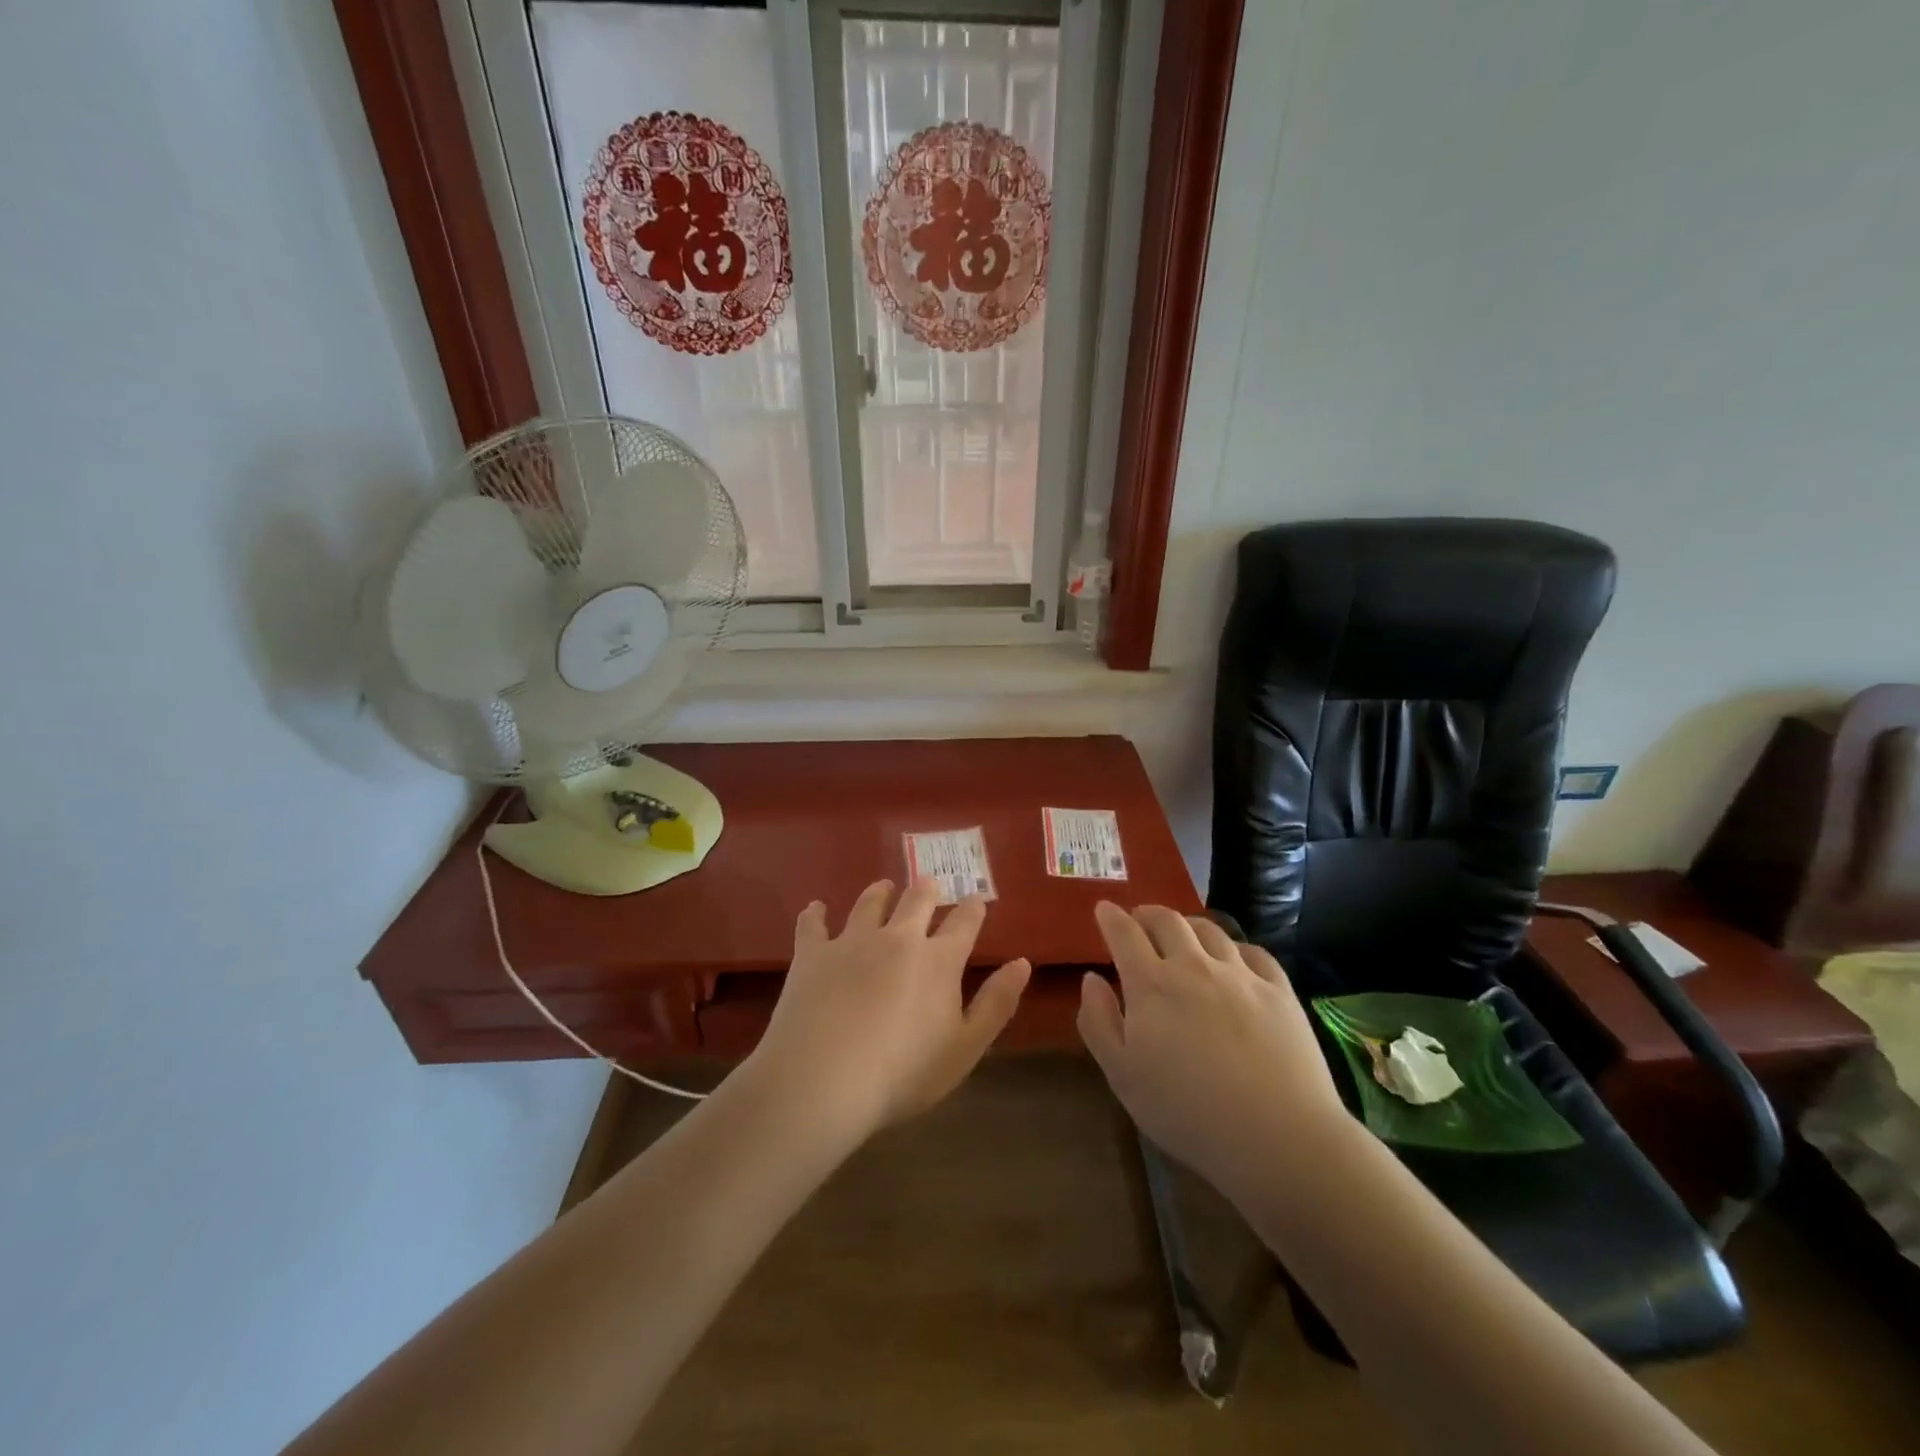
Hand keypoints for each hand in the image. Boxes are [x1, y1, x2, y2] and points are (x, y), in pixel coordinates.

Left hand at [747, 878, 1030, 1136]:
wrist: (824, 1079)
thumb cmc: (903, 1073)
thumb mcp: (965, 1047)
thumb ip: (996, 1003)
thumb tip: (1022, 962)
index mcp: (938, 961)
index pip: (963, 924)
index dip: (973, 909)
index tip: (977, 899)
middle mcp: (898, 938)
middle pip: (916, 901)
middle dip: (927, 890)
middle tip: (929, 884)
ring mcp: (852, 941)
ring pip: (869, 903)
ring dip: (880, 892)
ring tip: (883, 887)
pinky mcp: (812, 954)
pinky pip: (812, 924)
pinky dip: (815, 914)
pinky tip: (815, 909)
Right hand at [1077, 903, 1356, 1193]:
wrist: (1277, 1136)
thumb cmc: (1186, 1112)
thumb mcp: (1122, 1075)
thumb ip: (1098, 1021)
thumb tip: (1092, 978)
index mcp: (1151, 984)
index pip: (1124, 934)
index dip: (1111, 917)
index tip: (1104, 908)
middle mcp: (1194, 966)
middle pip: (1167, 920)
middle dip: (1147, 914)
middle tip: (1140, 921)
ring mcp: (1240, 974)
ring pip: (1209, 930)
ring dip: (1188, 926)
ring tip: (1184, 936)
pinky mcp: (1279, 990)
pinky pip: (1253, 952)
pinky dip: (1234, 948)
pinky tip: (1234, 961)